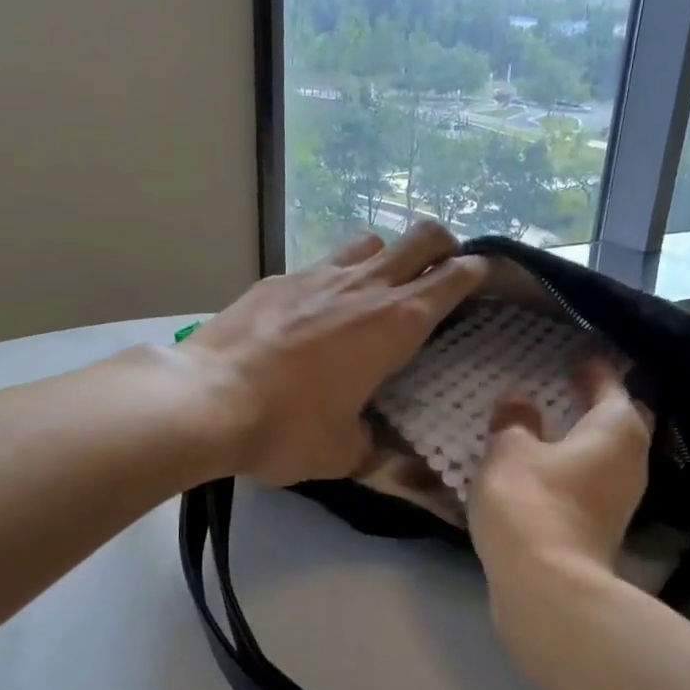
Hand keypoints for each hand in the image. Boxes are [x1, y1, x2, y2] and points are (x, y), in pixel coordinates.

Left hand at [182, 222, 485, 486]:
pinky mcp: (276, 280)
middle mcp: (364, 287)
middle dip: (442, 245)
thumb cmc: (287, 428)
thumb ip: (370, 443)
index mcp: (395, 324)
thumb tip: (374, 443)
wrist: (205, 399)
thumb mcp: (342, 452)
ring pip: (369, 243)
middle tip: (442, 269)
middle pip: (420, 238)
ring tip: (378, 288)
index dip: (477, 272)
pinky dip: (333, 280)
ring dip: (385, 257)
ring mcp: (316, 275)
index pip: (453, 279)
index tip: (484, 276)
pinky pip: (320, 266)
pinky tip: (315, 312)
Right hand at [468, 359, 652, 585]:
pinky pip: (593, 481)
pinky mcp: (605, 527)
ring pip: (608, 455)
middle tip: (570, 388)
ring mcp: (622, 499)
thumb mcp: (510, 451)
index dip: (593, 368)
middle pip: (621, 421)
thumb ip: (514, 421)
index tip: (576, 355)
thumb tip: (518, 402)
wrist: (547, 586)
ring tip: (553, 427)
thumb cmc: (531, 502)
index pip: (610, 384)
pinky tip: (548, 468)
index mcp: (617, 428)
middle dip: (599, 404)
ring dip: (585, 439)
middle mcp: (632, 460)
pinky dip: (576, 468)